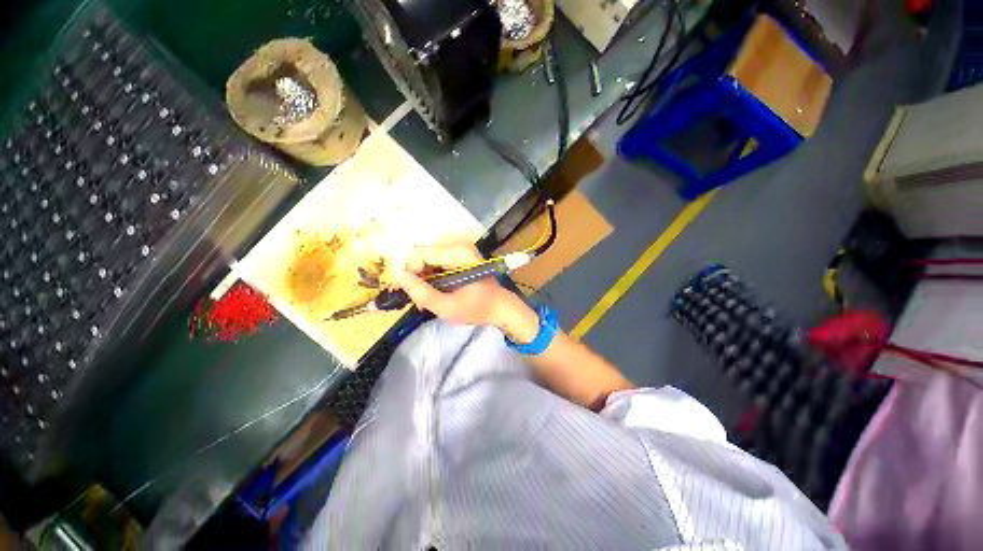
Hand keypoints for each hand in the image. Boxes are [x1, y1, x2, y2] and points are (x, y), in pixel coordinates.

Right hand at [393, 243, 538, 341]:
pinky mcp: (460, 252)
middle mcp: (458, 244)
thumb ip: (421, 293)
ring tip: (429, 296)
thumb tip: (398, 277)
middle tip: (420, 298)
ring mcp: (460, 247)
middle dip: (416, 276)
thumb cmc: (477, 308)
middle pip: (422, 254)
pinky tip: (436, 289)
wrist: (500, 306)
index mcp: (458, 253)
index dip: (409, 273)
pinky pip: (435, 259)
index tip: (409, 292)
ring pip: (426, 257)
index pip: (419, 254)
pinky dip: (431, 274)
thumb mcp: (447, 307)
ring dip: (423, 277)